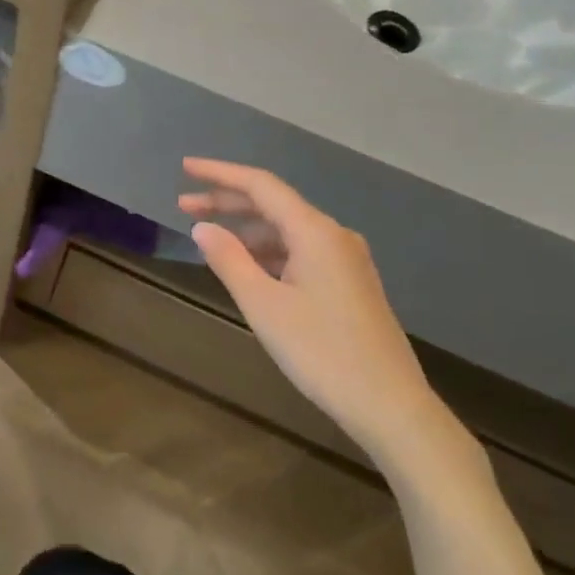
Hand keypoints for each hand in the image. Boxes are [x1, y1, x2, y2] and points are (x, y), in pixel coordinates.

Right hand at [179, 158, 452, 462]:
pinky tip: (249, 267)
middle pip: (273, 204)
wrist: (391, 407)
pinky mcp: (350, 283)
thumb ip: (229, 260)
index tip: (186, 167)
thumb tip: (202, 227)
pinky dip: (269, 251)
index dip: (219, 173)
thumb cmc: (322, 352)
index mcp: (315, 231)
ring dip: (247, 229)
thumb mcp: (264, 305)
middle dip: (227, 201)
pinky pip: (301, 251)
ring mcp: (346, 260)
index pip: (260, 185)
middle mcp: (334, 235)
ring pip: (287, 230)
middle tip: (183, 205)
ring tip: (210, 239)